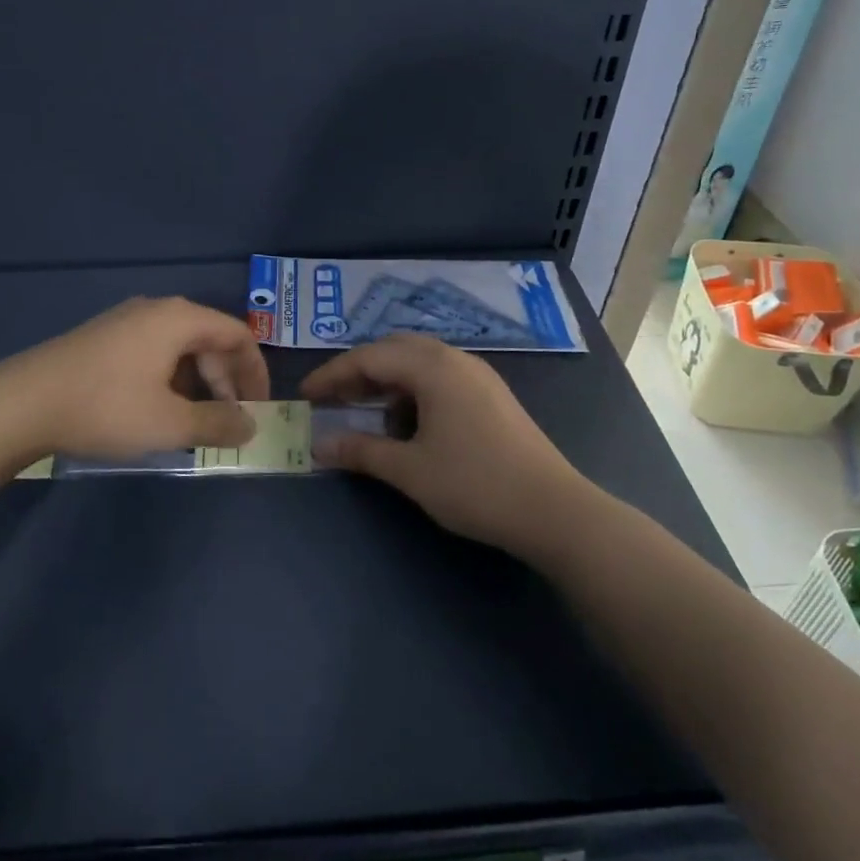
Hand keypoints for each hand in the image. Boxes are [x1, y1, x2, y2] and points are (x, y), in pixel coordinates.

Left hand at [0, 297, 269, 460]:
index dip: (256, 372)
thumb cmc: (106, 408)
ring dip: (198, 384)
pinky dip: (170, 380)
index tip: (260, 408)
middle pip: (209, 339)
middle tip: (228, 422)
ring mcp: (126, 321)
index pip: (237, 335)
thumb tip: (251, 424)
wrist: (20, 404)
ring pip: (180, 348)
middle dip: (226, 382)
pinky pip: (154, 353)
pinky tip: (158, 412)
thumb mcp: (170, 424)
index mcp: (179, 319)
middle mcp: (156, 310)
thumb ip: (218, 423)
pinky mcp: (104, 339)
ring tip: (193, 424)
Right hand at [301, 335, 584, 556]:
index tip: (305, 395)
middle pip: (395, 350)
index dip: (333, 374)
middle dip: (359, 371)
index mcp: (433, 367)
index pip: (370, 357)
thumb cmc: (475, 485)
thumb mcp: (410, 470)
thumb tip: (319, 445)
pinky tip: (408, 424)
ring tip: (367, 412)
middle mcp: (456, 359)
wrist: (554, 510)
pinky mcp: (491, 395)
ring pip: (419, 363)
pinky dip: (413, 392)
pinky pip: (440, 378)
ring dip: (387, 381)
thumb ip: (361, 451)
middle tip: (332, 398)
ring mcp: (478, 375)